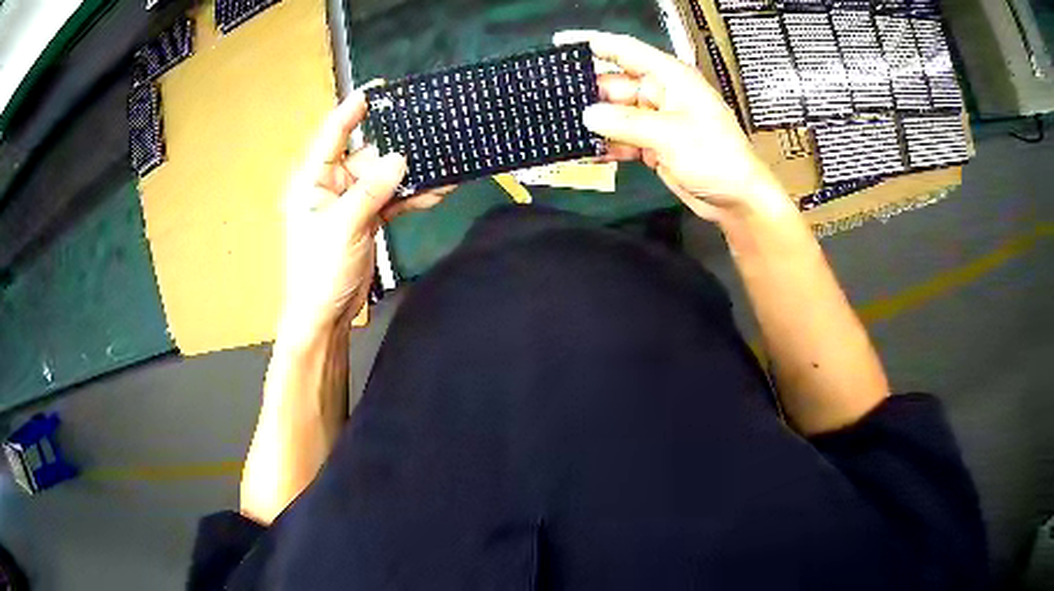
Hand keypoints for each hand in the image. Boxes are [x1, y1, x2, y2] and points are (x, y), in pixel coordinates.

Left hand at [281, 90, 452, 340]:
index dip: (353, 108)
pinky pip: (391, 199)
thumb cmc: (321, 269)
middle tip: (429, 128)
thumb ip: (371, 190)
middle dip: (397, 147)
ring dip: (410, 174)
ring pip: (383, 177)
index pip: (333, 134)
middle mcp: (331, 184)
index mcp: (313, 179)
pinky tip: (437, 190)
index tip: (379, 88)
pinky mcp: (367, 218)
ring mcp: (351, 201)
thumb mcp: (344, 226)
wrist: (326, 314)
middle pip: (366, 154)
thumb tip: (400, 157)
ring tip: (443, 162)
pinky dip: (411, 196)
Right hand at [554, 30, 791, 223]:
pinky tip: (587, 150)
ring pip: (615, 114)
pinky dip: (607, 144)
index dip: (593, 43)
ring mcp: (655, 119)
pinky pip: (622, 137)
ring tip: (563, 128)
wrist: (735, 199)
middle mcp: (660, 93)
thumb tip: (588, 115)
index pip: (625, 50)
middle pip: (614, 84)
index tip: (561, 43)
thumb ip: (626, 123)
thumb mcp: (670, 135)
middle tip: (553, 102)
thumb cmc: (717, 157)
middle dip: (587, 94)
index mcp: (670, 77)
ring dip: (595, 123)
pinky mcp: (652, 143)